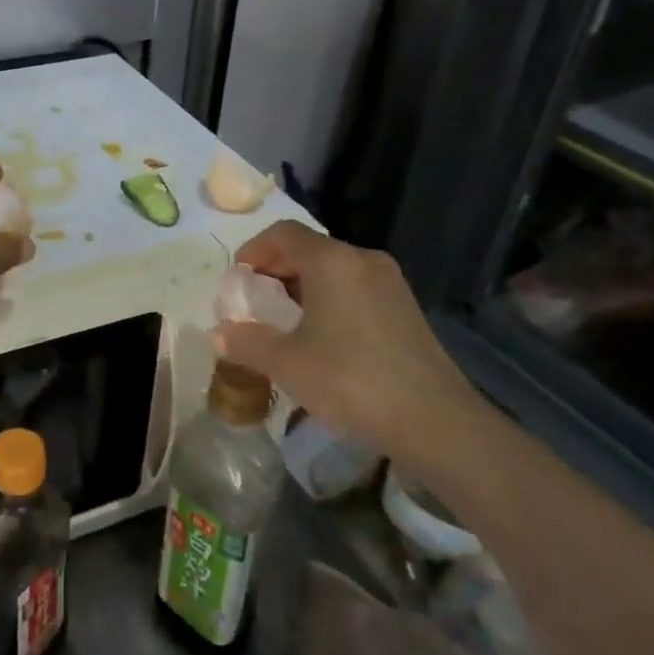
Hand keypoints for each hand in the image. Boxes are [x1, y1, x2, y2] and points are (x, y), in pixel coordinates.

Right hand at [211, 221, 479, 452]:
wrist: (435, 421)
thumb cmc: (351, 380)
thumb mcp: (287, 363)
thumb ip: (247, 342)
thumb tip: (218, 334)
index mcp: (332, 261)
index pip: (282, 233)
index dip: (253, 250)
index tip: (237, 279)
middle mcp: (362, 260)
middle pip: (308, 248)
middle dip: (275, 270)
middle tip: (255, 302)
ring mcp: (389, 283)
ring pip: (333, 269)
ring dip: (302, 286)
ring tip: (284, 322)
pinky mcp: (405, 308)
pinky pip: (354, 287)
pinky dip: (328, 299)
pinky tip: (322, 337)